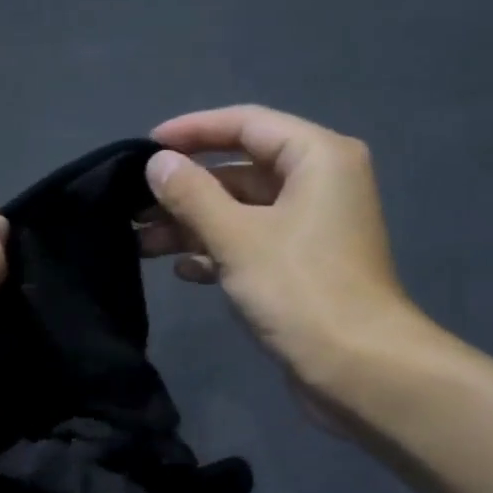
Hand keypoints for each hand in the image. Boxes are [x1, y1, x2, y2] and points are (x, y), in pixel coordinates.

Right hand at [139, 105, 432, 426]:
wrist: (357, 368)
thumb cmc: (299, 290)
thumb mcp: (237, 237)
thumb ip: (192, 195)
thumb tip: (157, 164)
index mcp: (317, 157)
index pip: (246, 124)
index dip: (193, 131)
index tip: (145, 147)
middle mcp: (319, 183)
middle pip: (241, 170)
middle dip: (186, 190)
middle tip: (135, 206)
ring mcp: (311, 227)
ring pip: (242, 212)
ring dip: (194, 225)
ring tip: (143, 243)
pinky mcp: (302, 266)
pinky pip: (252, 244)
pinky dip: (218, 252)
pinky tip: (183, 270)